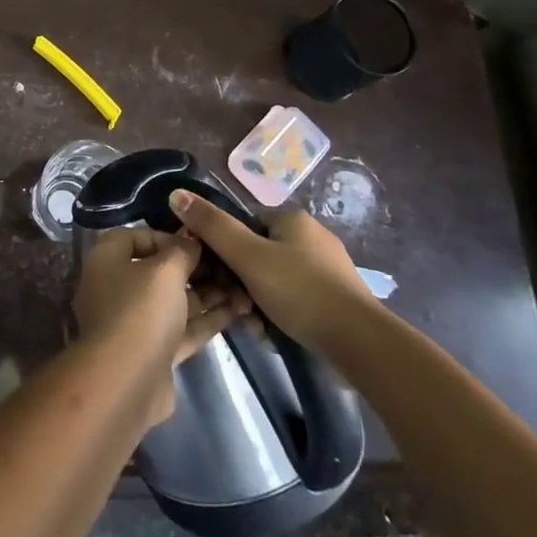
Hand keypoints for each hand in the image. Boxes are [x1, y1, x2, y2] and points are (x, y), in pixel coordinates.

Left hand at [72, 227, 247, 427]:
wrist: (127, 382)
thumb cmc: (140, 310)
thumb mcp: (165, 270)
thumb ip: (181, 251)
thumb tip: (190, 240)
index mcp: (107, 262)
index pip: (131, 237)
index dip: (163, 236)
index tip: (194, 241)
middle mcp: (116, 289)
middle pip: (156, 271)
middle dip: (193, 267)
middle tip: (227, 263)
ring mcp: (135, 324)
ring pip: (174, 302)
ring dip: (206, 294)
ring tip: (242, 286)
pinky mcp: (154, 353)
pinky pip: (182, 329)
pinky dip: (206, 319)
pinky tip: (238, 311)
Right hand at [166, 191, 373, 351]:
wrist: (361, 343)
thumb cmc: (300, 291)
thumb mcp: (248, 256)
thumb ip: (211, 226)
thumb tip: (175, 193)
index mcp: (292, 219)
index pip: (242, 226)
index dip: (223, 252)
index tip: (215, 279)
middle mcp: (310, 238)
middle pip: (255, 257)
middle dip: (240, 285)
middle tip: (237, 309)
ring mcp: (325, 270)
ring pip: (271, 283)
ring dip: (256, 305)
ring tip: (257, 329)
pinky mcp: (335, 300)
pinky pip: (293, 301)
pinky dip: (279, 316)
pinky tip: (276, 336)